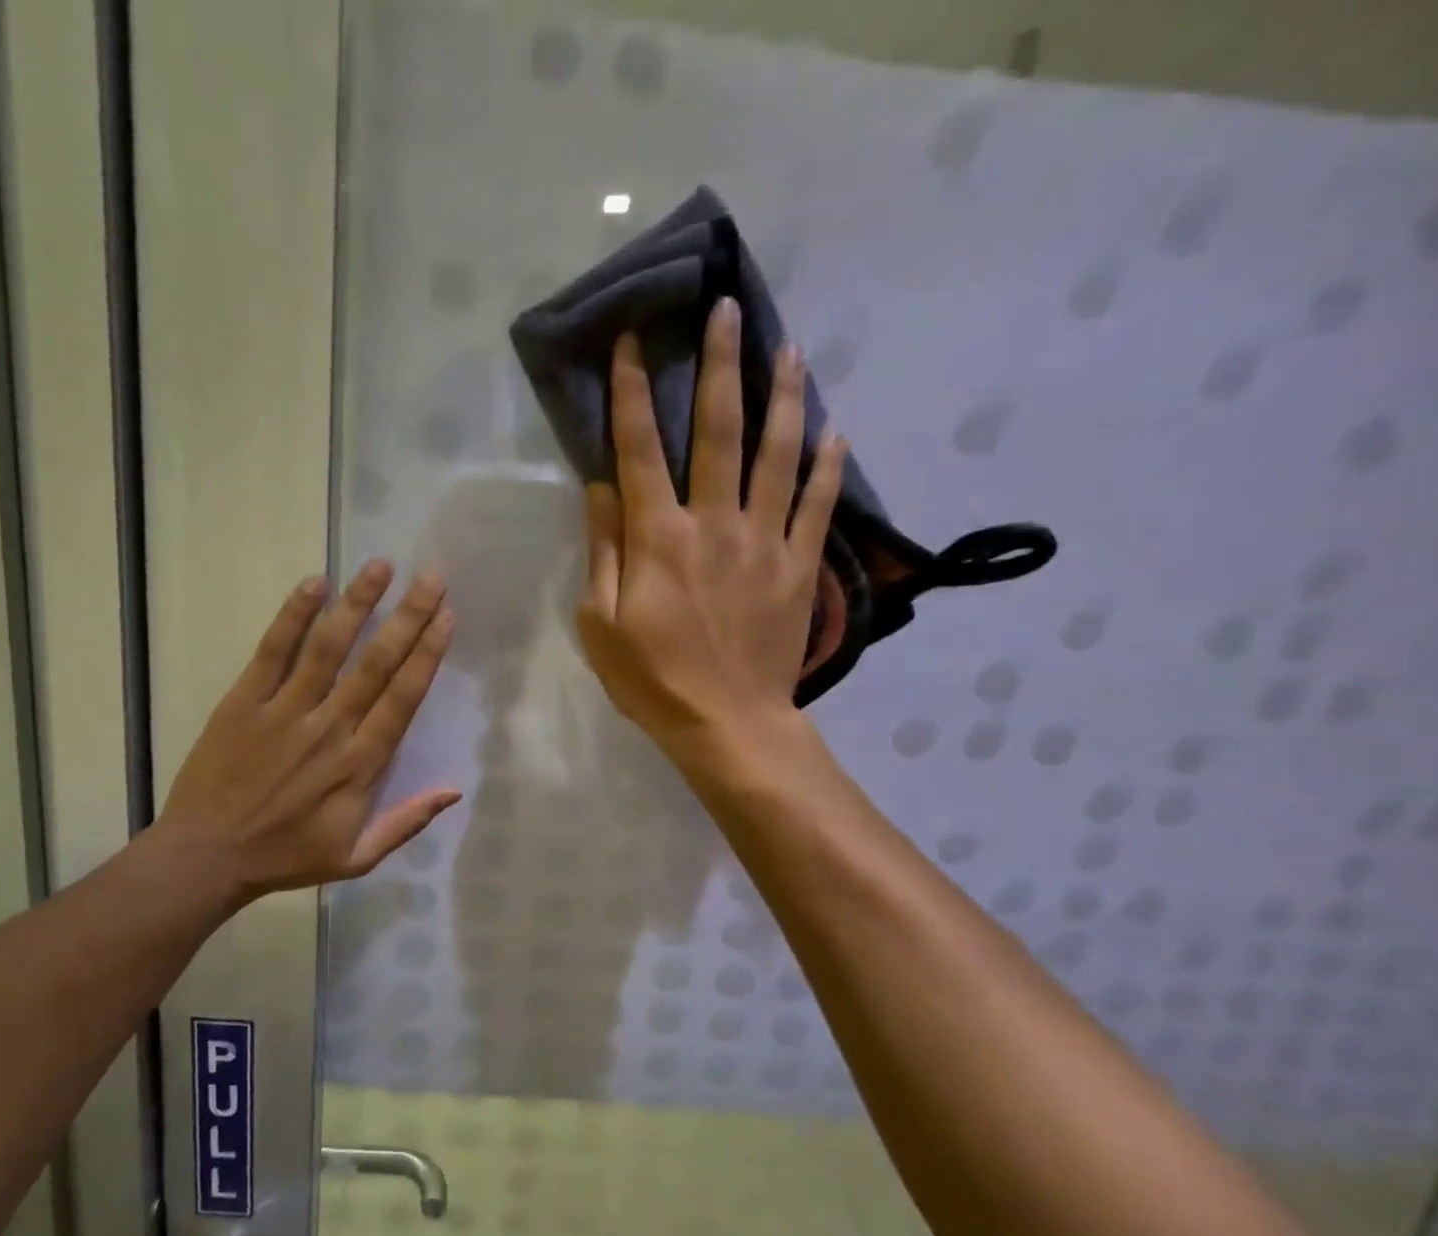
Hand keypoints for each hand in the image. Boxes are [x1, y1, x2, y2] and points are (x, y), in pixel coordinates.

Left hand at [156, 561, 457, 903]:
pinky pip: (272, 651)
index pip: (403, 698)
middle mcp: (329, 728)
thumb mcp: (357, 857)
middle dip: (407, 616)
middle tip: (431, 576)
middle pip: (375, 663)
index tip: (446, 616)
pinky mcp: (243, 702)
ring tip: (380, 566)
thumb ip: (407, 822)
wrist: (207, 858)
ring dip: (357, 604)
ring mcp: (284, 711)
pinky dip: (293, 616)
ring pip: (328, 647)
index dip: (427, 654)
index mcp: (360, 765)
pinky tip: (315, 583)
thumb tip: (455, 790)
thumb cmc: (286, 857)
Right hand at [576, 297, 845, 755]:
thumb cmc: (653, 680)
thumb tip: (602, 488)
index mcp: (659, 537)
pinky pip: (817, 505)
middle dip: (719, 364)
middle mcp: (714, 523)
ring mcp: (764, 541)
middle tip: (726, 309)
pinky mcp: (800, 566)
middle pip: (718, 430)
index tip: (631, 340)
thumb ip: (605, 551)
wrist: (728, 723)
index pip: (640, 449)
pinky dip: (827, 466)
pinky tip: (835, 432)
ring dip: (784, 396)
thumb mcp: (601, 623)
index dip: (631, 391)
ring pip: (778, 454)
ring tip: (790, 349)